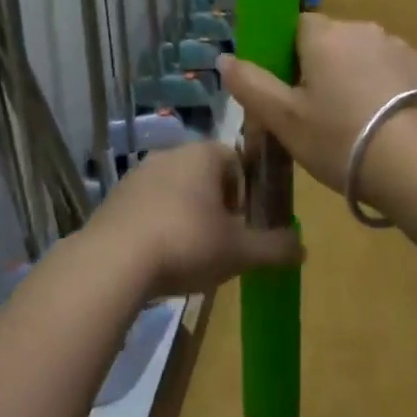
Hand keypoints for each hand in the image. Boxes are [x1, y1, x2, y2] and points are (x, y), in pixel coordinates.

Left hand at [87, 142, 301, 298]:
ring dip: (187, 215)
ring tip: (190, 255)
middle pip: (205, 175)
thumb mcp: (240, 251)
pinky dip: (158, 226)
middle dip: (217, 205)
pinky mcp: (115, 198)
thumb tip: (303, 248)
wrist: (112, 262)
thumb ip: (275, 247)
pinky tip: (159, 259)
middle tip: (222, 242)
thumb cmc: (187, 243)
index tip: (244, 223)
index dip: (246, 191)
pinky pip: (148, 207)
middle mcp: (171, 154)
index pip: (236, 159)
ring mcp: (138, 175)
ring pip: (175, 191)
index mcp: (204, 154)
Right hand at [217, 14, 416, 202]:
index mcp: (324, 35)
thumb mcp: (284, 119)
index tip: (289, 90)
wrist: (415, 166)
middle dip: (322, 67)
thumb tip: (224, 58)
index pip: (297, 26)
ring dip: (354, 75)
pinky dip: (383, 86)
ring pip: (362, 54)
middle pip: (331, 40)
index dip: (288, 55)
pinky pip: (390, 69)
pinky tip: (383, 122)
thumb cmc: (339, 139)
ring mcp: (397, 45)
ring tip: (354, 122)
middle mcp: (361, 29)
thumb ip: (251, 85)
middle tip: (317, 113)